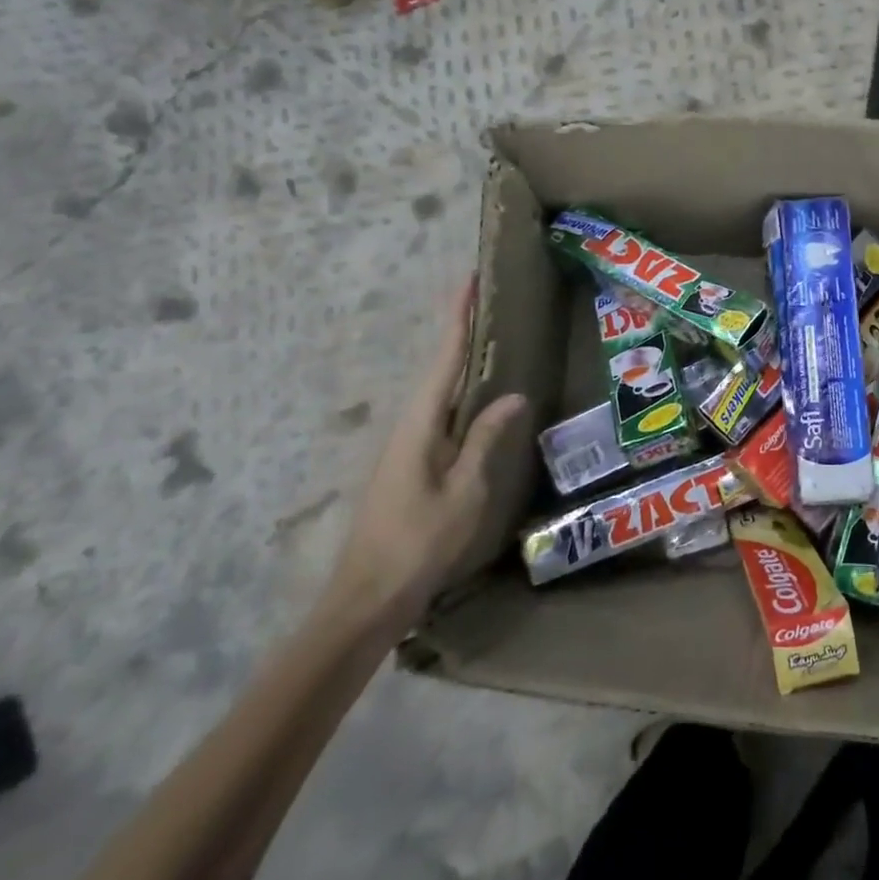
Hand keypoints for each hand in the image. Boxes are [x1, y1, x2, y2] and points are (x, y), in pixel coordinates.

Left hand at [324, 277, 525, 630]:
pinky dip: (458, 392)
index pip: (444, 359)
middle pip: (438, 368)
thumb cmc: (419, 543)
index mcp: (420, 424)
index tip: (469, 280)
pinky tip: (475, 398)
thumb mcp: (465, 491)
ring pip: (438, 392)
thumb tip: (512, 394)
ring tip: (487, 336)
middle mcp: (408, 426)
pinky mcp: (409, 465)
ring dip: (459, 360)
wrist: (366, 599)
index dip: (459, 318)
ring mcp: (405, 447)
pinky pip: (439, 414)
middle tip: (486, 299)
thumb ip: (485, 440)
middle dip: (459, 331)